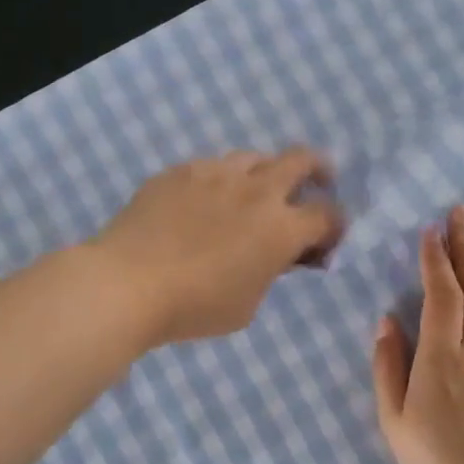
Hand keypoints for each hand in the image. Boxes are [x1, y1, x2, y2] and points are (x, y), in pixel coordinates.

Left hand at [92, 149, 344, 346]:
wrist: (128, 283)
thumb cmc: (194, 307)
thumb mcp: (247, 305)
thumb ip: (270, 273)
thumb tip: (276, 256)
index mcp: (281, 228)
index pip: (328, 215)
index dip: (335, 227)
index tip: (326, 241)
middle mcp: (256, 191)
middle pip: (302, 160)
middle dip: (318, 170)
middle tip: (316, 183)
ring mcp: (217, 173)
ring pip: (255, 157)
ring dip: (266, 172)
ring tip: (256, 191)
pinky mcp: (181, 171)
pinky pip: (213, 165)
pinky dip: (223, 180)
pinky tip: (208, 199)